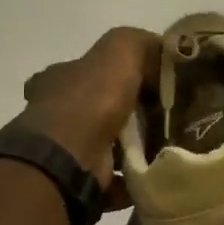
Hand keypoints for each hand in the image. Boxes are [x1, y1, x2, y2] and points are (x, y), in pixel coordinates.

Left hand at [14, 27, 160, 189]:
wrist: (69, 157)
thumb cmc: (90, 100)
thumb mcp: (119, 51)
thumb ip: (139, 43)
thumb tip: (162, 50)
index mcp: (58, 81)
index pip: (84, 70)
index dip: (114, 73)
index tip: (147, 83)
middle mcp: (55, 114)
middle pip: (96, 110)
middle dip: (127, 114)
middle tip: (164, 118)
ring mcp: (65, 150)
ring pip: (105, 145)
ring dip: (132, 148)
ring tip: (167, 147)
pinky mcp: (79, 180)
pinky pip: (113, 179)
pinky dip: (133, 179)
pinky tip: (156, 174)